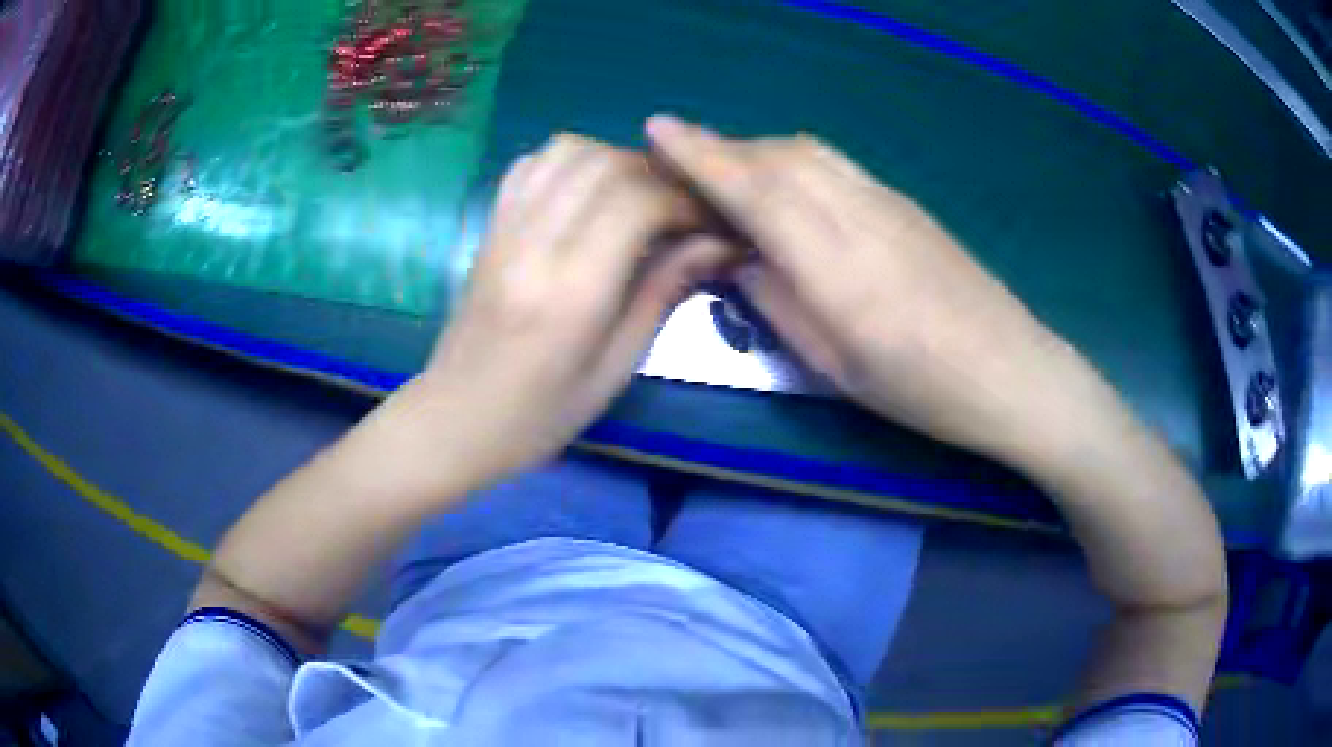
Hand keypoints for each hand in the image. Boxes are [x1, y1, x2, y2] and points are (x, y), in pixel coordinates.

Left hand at [410, 134, 729, 490]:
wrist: (458, 417)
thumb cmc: (542, 412)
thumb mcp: (617, 366)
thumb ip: (663, 293)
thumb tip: (717, 243)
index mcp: (571, 290)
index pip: (637, 202)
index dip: (684, 200)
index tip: (709, 222)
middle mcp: (535, 244)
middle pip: (606, 164)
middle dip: (657, 175)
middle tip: (681, 208)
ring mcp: (506, 228)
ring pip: (568, 151)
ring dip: (615, 160)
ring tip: (637, 196)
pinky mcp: (489, 226)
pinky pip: (531, 164)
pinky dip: (571, 162)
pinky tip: (588, 192)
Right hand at [646, 116, 1091, 466]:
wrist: (1012, 370)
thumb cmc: (922, 389)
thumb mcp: (836, 366)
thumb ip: (779, 302)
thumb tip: (738, 256)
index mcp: (839, 268)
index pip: (758, 191)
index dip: (702, 156)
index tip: (657, 130)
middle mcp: (861, 216)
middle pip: (779, 159)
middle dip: (722, 150)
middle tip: (680, 161)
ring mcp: (889, 202)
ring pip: (807, 153)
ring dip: (757, 151)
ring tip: (726, 170)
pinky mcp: (906, 203)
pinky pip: (835, 165)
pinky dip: (793, 161)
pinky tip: (786, 183)